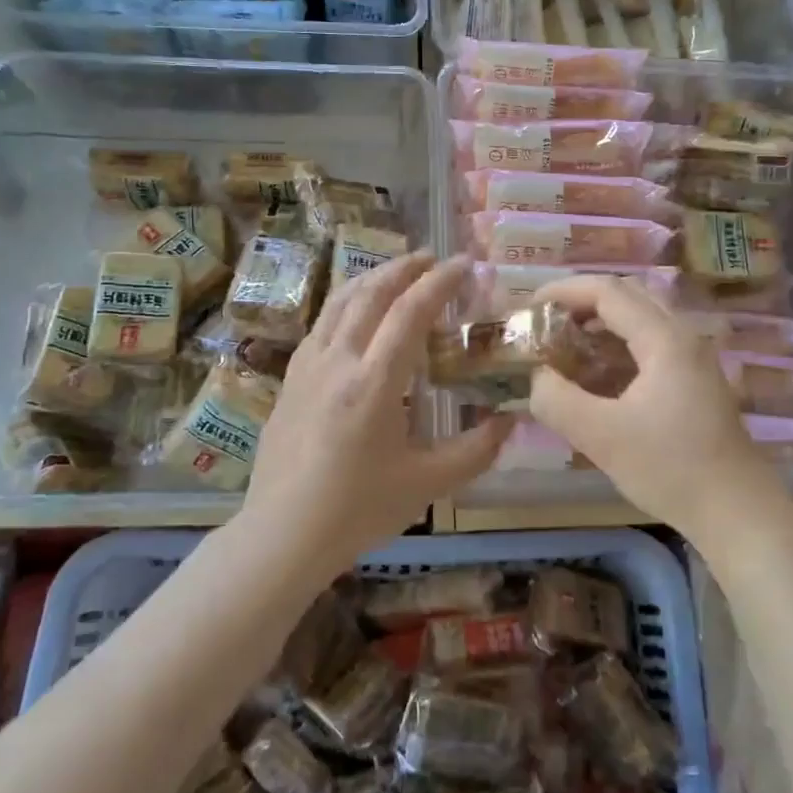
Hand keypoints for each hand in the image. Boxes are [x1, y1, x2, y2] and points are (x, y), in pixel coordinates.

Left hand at [245, 252, 510, 573]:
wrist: (281, 534)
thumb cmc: (357, 510)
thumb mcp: (426, 485)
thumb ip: (475, 451)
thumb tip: (511, 422)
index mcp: (373, 382)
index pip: (410, 312)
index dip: (440, 281)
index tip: (464, 263)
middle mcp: (337, 361)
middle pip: (371, 294)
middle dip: (405, 268)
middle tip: (433, 258)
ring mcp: (307, 366)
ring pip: (339, 302)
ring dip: (372, 278)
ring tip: (397, 272)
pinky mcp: (290, 379)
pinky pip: (321, 323)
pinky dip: (346, 303)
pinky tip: (355, 315)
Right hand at [529, 275, 776, 540]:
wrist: (737, 512)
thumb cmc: (670, 469)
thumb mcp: (601, 437)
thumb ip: (557, 400)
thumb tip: (537, 376)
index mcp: (664, 339)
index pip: (608, 291)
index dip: (564, 291)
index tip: (529, 307)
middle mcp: (682, 337)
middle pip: (626, 296)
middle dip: (580, 302)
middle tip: (545, 323)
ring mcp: (693, 358)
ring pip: (640, 319)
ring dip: (599, 324)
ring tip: (563, 346)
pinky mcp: (694, 380)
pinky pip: (649, 343)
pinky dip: (616, 346)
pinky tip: (596, 375)